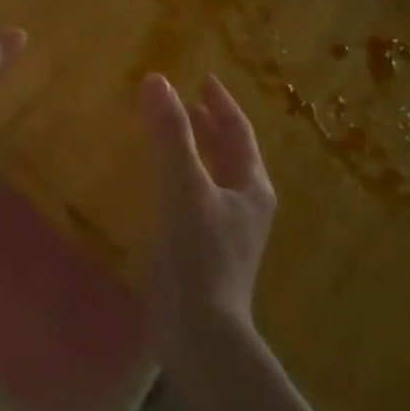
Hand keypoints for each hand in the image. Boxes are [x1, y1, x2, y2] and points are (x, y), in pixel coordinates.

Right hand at [141, 73, 276, 367]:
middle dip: (209, 125)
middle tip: (186, 100)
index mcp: (252, 187)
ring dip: (195, 150)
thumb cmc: (200, 254)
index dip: (222, 104)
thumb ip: (170, 135)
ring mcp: (226, 230)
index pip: (239, 133)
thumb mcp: (184, 187)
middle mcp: (245, 205)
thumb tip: (157, 81)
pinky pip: (194, 198)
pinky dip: (181, 177)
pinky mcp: (204, 250)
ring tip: (172, 131)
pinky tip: (159, 181)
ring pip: (213, 177)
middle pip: (230, 154)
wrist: (200, 331)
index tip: (205, 78)